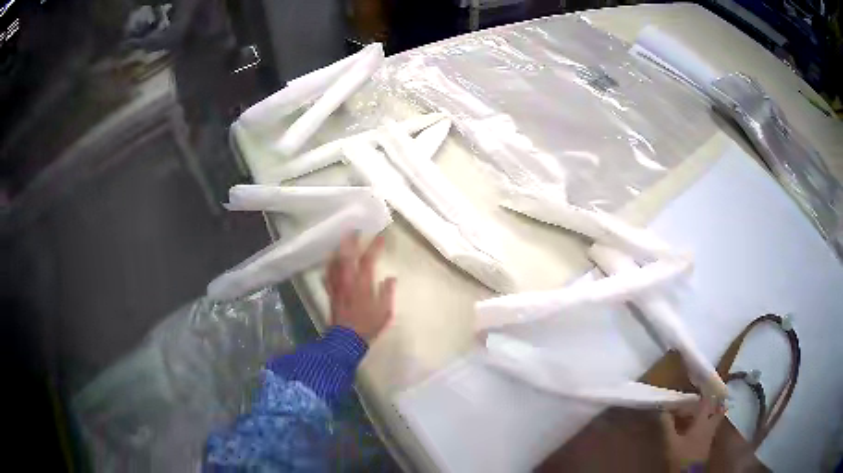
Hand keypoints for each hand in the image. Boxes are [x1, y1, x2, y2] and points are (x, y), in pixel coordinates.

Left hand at [325, 233, 395, 342]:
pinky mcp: (331, 295)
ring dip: (338, 251)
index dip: (374, 247)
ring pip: (334, 264)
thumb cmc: (368, 326)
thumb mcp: (384, 312)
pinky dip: (329, 268)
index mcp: (363, 284)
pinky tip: (329, 264)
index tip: (380, 236)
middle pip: (347, 257)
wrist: (346, 340)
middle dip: (350, 242)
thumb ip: (387, 293)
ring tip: (341, 242)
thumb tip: (391, 278)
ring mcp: (337, 287)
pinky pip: (328, 277)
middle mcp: (348, 282)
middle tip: (353, 230)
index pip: (368, 260)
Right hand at [661, 397, 725, 470]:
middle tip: (710, 391)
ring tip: (704, 406)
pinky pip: (710, 427)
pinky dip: (707, 421)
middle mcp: (711, 425)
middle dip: (715, 400)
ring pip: (715, 418)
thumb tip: (662, 408)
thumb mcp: (671, 442)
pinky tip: (700, 424)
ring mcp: (711, 435)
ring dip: (711, 411)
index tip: (702, 382)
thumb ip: (667, 425)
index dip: (705, 391)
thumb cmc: (681, 456)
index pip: (708, 402)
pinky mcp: (707, 443)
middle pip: (717, 409)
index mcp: (704, 421)